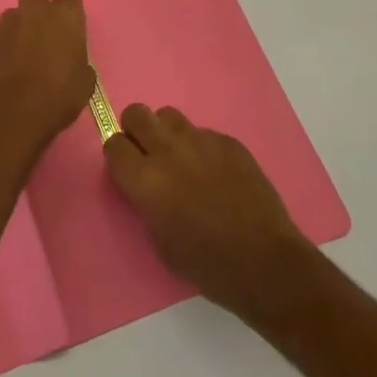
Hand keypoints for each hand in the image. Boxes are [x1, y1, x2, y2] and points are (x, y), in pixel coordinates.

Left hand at [0, 0, 95, 155]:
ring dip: (16, 28)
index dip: (68, 3)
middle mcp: (33, 13)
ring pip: (10, 15)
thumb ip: (78, 60)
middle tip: (39, 23)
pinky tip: (1, 71)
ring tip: (18, 55)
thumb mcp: (84, 81)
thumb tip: (72, 61)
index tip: (69, 19)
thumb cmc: (59, 97)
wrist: (13, 114)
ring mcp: (4, 26)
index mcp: (64, 18)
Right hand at [103, 105, 314, 319]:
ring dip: (166, 133)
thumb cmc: (206, 263)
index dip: (117, 155)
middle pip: (136, 113)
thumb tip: (143, 181)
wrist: (263, 261)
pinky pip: (202, 132)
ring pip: (169, 116)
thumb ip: (144, 199)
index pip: (113, 143)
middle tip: (146, 153)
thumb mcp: (159, 239)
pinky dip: (200, 147)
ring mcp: (201, 141)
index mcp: (145, 180)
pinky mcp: (228, 141)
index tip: (125, 167)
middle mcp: (168, 151)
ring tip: (180, 159)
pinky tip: (215, 173)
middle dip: (135, 129)